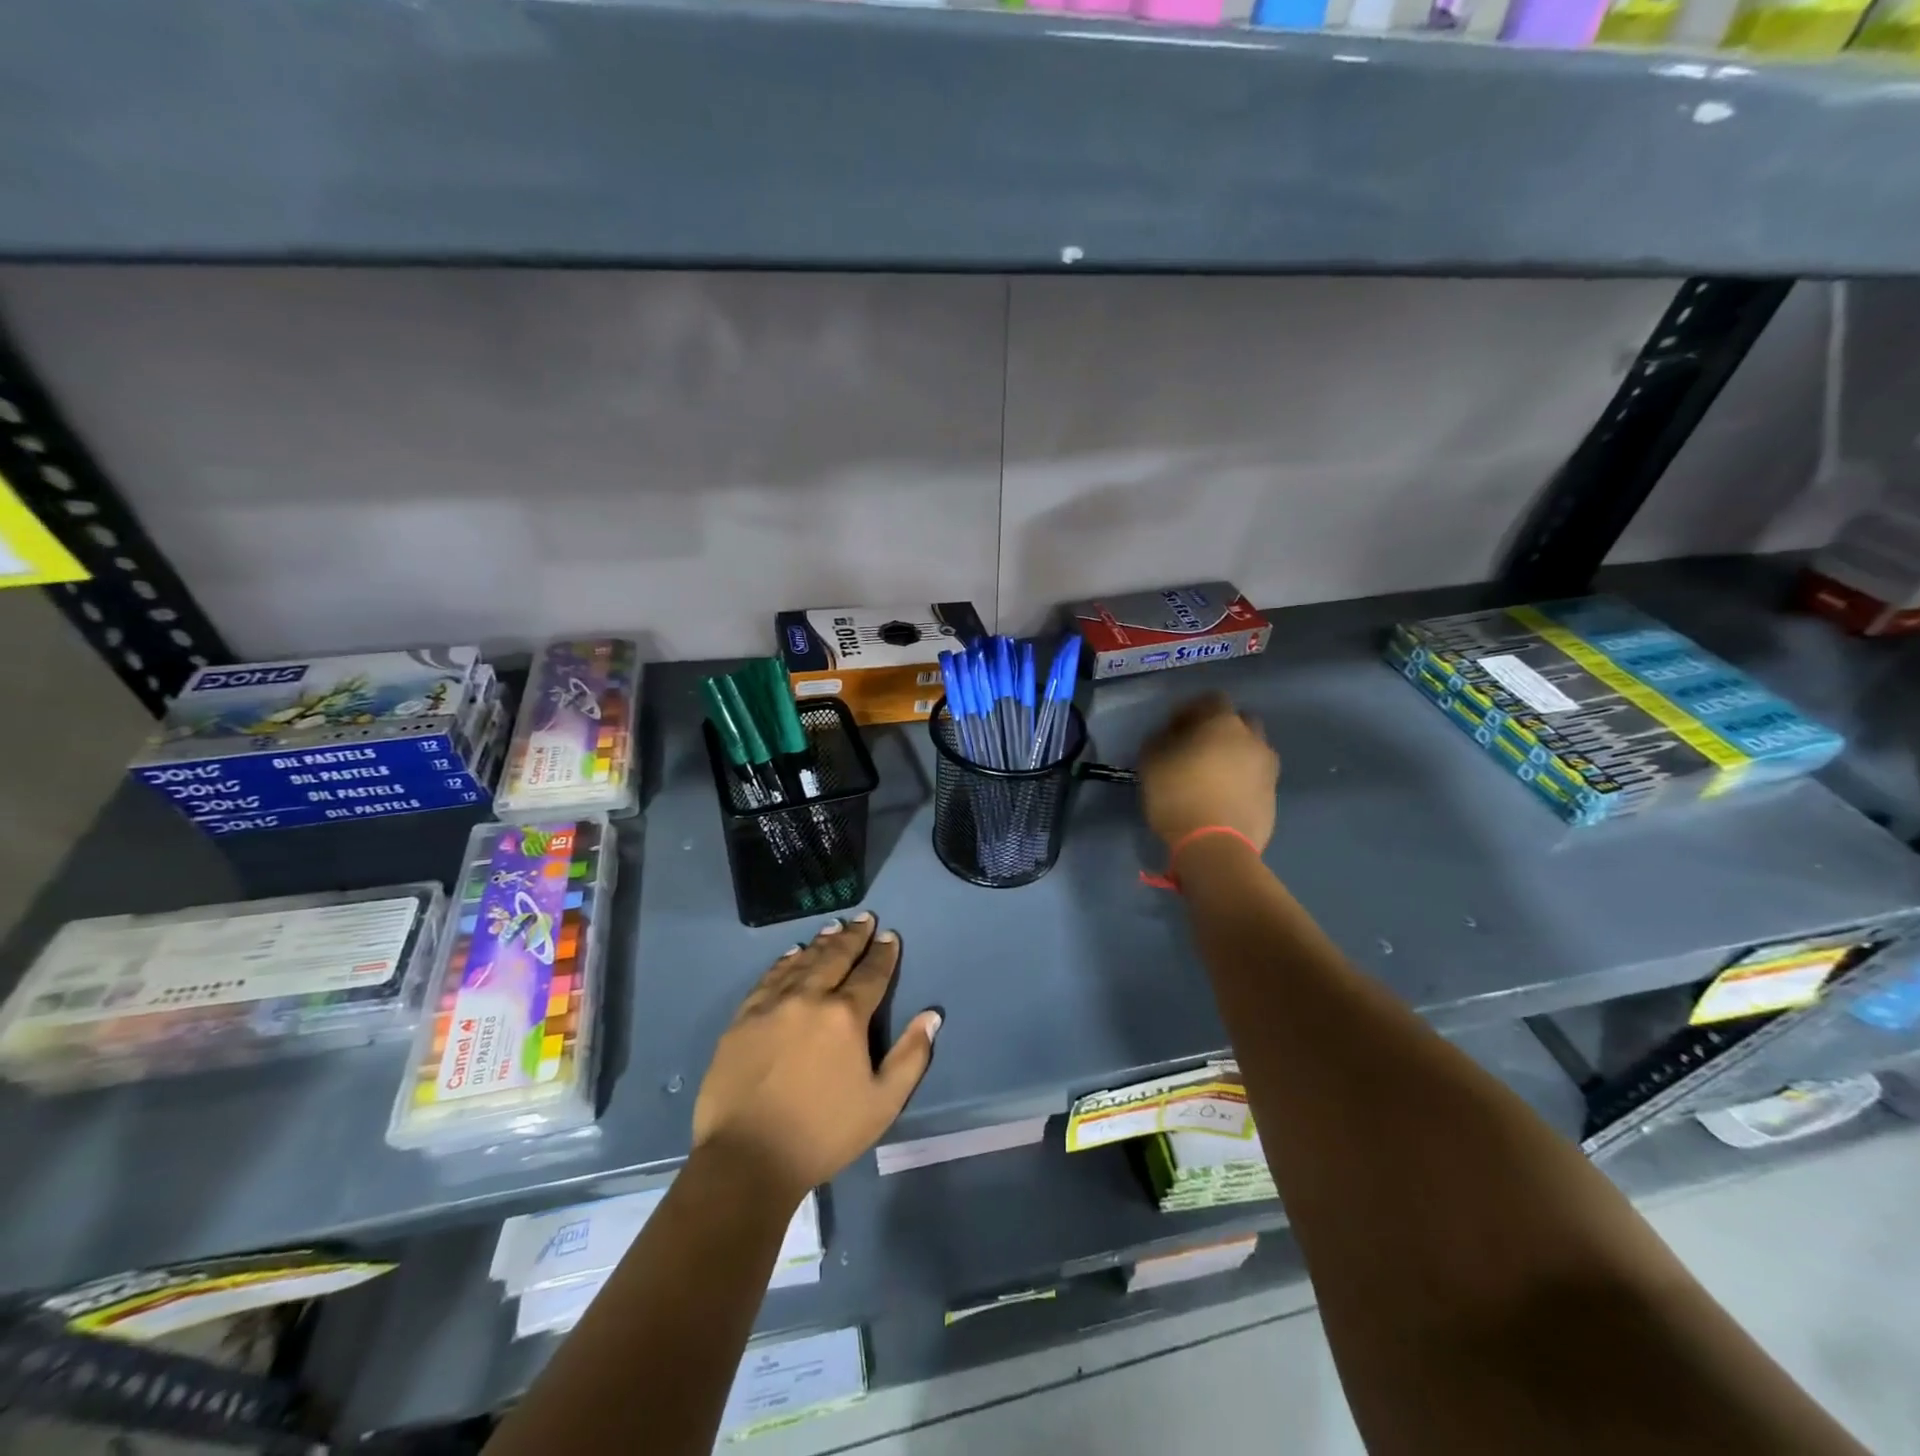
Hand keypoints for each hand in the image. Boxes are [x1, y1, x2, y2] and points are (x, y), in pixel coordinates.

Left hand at [692, 913, 940, 1200]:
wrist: (746, 1159)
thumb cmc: (823, 1134)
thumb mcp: (882, 1103)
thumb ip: (911, 1056)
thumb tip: (931, 1015)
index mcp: (845, 1016)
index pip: (871, 974)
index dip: (883, 953)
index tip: (889, 936)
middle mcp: (809, 998)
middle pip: (836, 957)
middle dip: (854, 937)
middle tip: (864, 918)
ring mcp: (772, 1005)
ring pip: (802, 961)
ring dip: (822, 942)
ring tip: (834, 928)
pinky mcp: (743, 1018)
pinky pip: (769, 978)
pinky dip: (784, 961)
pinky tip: (792, 954)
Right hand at [1138, 693, 1279, 852]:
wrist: (1216, 846)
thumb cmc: (1178, 795)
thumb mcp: (1151, 763)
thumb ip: (1159, 740)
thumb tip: (1168, 735)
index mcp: (1223, 723)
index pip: (1211, 699)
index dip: (1191, 709)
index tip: (1174, 727)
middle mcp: (1252, 739)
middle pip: (1240, 722)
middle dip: (1221, 729)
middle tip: (1197, 747)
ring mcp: (1268, 769)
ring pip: (1252, 751)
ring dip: (1235, 756)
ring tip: (1212, 775)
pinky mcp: (1273, 797)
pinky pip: (1256, 779)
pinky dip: (1242, 781)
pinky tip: (1223, 797)